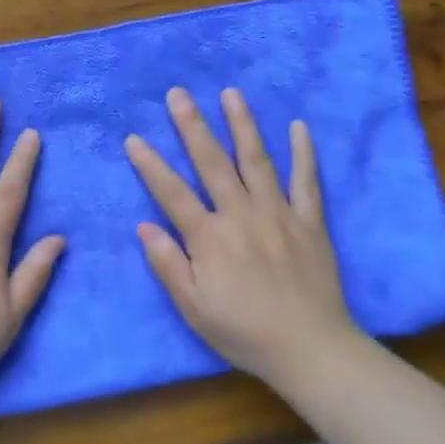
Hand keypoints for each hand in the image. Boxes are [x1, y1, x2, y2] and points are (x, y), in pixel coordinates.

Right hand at [125, 86, 355, 390]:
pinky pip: (307, 181)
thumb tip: (144, 226)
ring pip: (257, 160)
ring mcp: (279, 214)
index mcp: (210, 238)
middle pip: (212, 163)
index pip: (171, 193)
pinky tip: (298, 127)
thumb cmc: (245, 333)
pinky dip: (303, 153)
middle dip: (192, 126)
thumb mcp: (195, 309)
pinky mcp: (310, 222)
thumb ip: (168, 266)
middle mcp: (242, 215)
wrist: (311, 350)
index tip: (133, 137)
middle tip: (179, 94)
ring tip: (231, 93)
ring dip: (242, 125)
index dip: (150, 165)